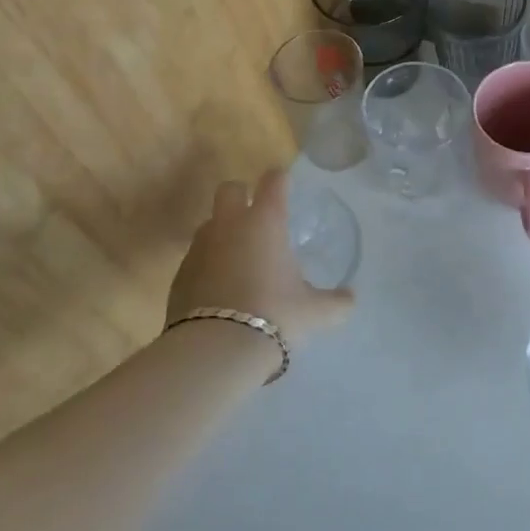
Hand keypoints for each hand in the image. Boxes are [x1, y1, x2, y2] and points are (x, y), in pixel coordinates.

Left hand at [165, 169, 354, 342]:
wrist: (215, 350)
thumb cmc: (274, 316)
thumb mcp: (314, 312)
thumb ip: (336, 302)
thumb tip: (350, 299)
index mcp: (265, 221)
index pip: (273, 181)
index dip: (280, 180)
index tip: (286, 186)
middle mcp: (229, 225)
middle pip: (229, 189)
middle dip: (241, 195)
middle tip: (256, 218)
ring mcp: (200, 247)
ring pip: (209, 223)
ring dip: (222, 232)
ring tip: (239, 259)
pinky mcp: (179, 275)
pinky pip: (195, 258)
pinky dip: (207, 265)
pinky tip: (220, 290)